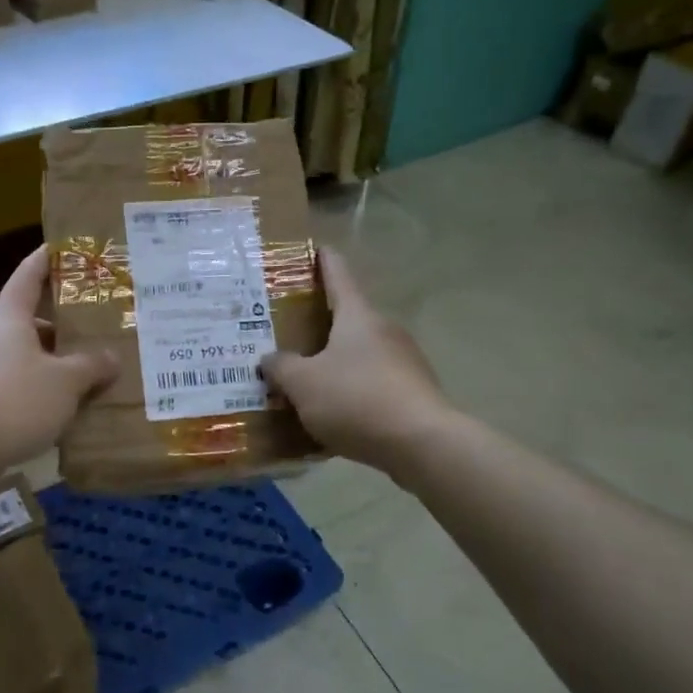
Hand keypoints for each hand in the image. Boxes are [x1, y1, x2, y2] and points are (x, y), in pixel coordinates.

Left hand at [0, 245, 116, 473]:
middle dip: (66, 324)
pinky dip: (47, 393)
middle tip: (100, 327)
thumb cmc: (13, 399)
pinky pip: (23, 388)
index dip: (46, 258)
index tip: (66, 246)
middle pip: (33, 322)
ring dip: (59, 364)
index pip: (28, 276)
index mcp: (10, 319)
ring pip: (31, 358)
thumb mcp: (65, 381)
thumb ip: (92, 366)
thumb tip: (112, 358)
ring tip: (95, 373)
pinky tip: (71, 410)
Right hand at [262, 246, 453, 473]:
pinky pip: (374, 383)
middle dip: (323, 321)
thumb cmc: (357, 399)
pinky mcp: (414, 392)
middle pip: (350, 317)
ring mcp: (405, 361)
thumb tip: (270, 359)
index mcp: (358, 316)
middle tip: (291, 328)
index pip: (339, 276)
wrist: (422, 444)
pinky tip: (335, 412)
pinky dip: (354, 389)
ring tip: (308, 376)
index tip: (317, 247)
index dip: (325, 261)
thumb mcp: (304, 384)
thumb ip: (281, 368)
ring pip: (362, 353)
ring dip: (337, 360)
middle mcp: (384, 330)